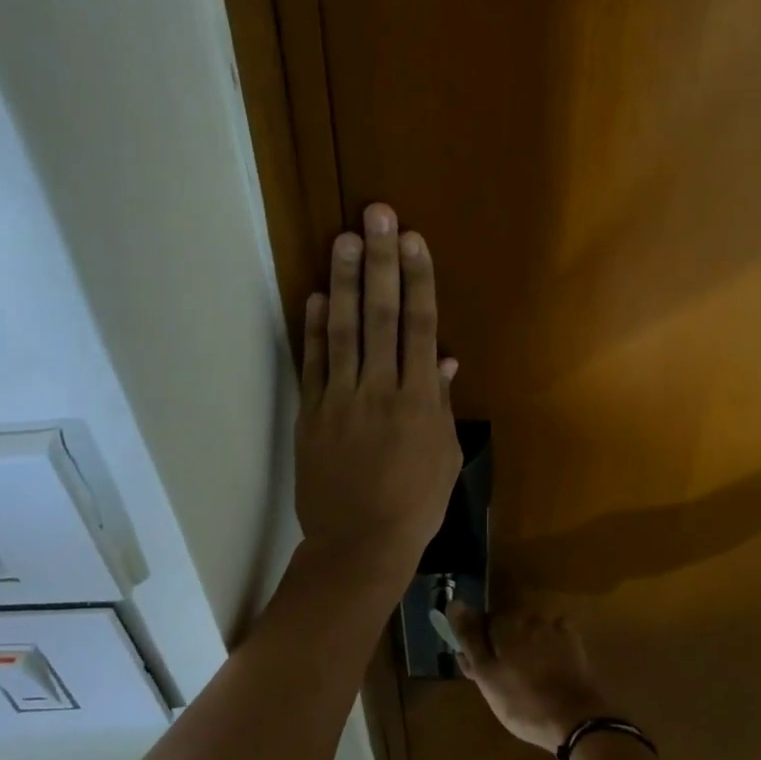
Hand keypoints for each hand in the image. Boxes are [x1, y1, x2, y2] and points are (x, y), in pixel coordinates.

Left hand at [295, 203, 461, 586]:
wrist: (359, 544)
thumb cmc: (415, 505)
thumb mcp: (446, 455)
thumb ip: (444, 403)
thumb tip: (448, 359)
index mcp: (421, 399)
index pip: (422, 327)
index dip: (419, 280)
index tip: (414, 240)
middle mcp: (381, 388)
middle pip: (382, 315)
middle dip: (381, 262)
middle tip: (377, 215)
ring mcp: (342, 399)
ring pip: (343, 330)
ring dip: (344, 281)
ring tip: (344, 238)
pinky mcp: (312, 413)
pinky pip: (313, 363)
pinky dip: (313, 328)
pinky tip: (314, 295)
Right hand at [450, 606, 610, 751]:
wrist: (576, 720)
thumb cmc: (523, 703)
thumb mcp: (487, 677)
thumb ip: (470, 639)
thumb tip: (453, 603)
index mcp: (505, 625)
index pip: (481, 624)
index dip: (478, 647)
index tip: (480, 670)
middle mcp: (529, 617)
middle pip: (506, 628)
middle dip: (501, 647)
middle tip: (503, 681)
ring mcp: (554, 628)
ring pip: (529, 632)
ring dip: (524, 648)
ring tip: (526, 681)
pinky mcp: (574, 641)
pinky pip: (552, 637)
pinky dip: (547, 649)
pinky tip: (548, 671)